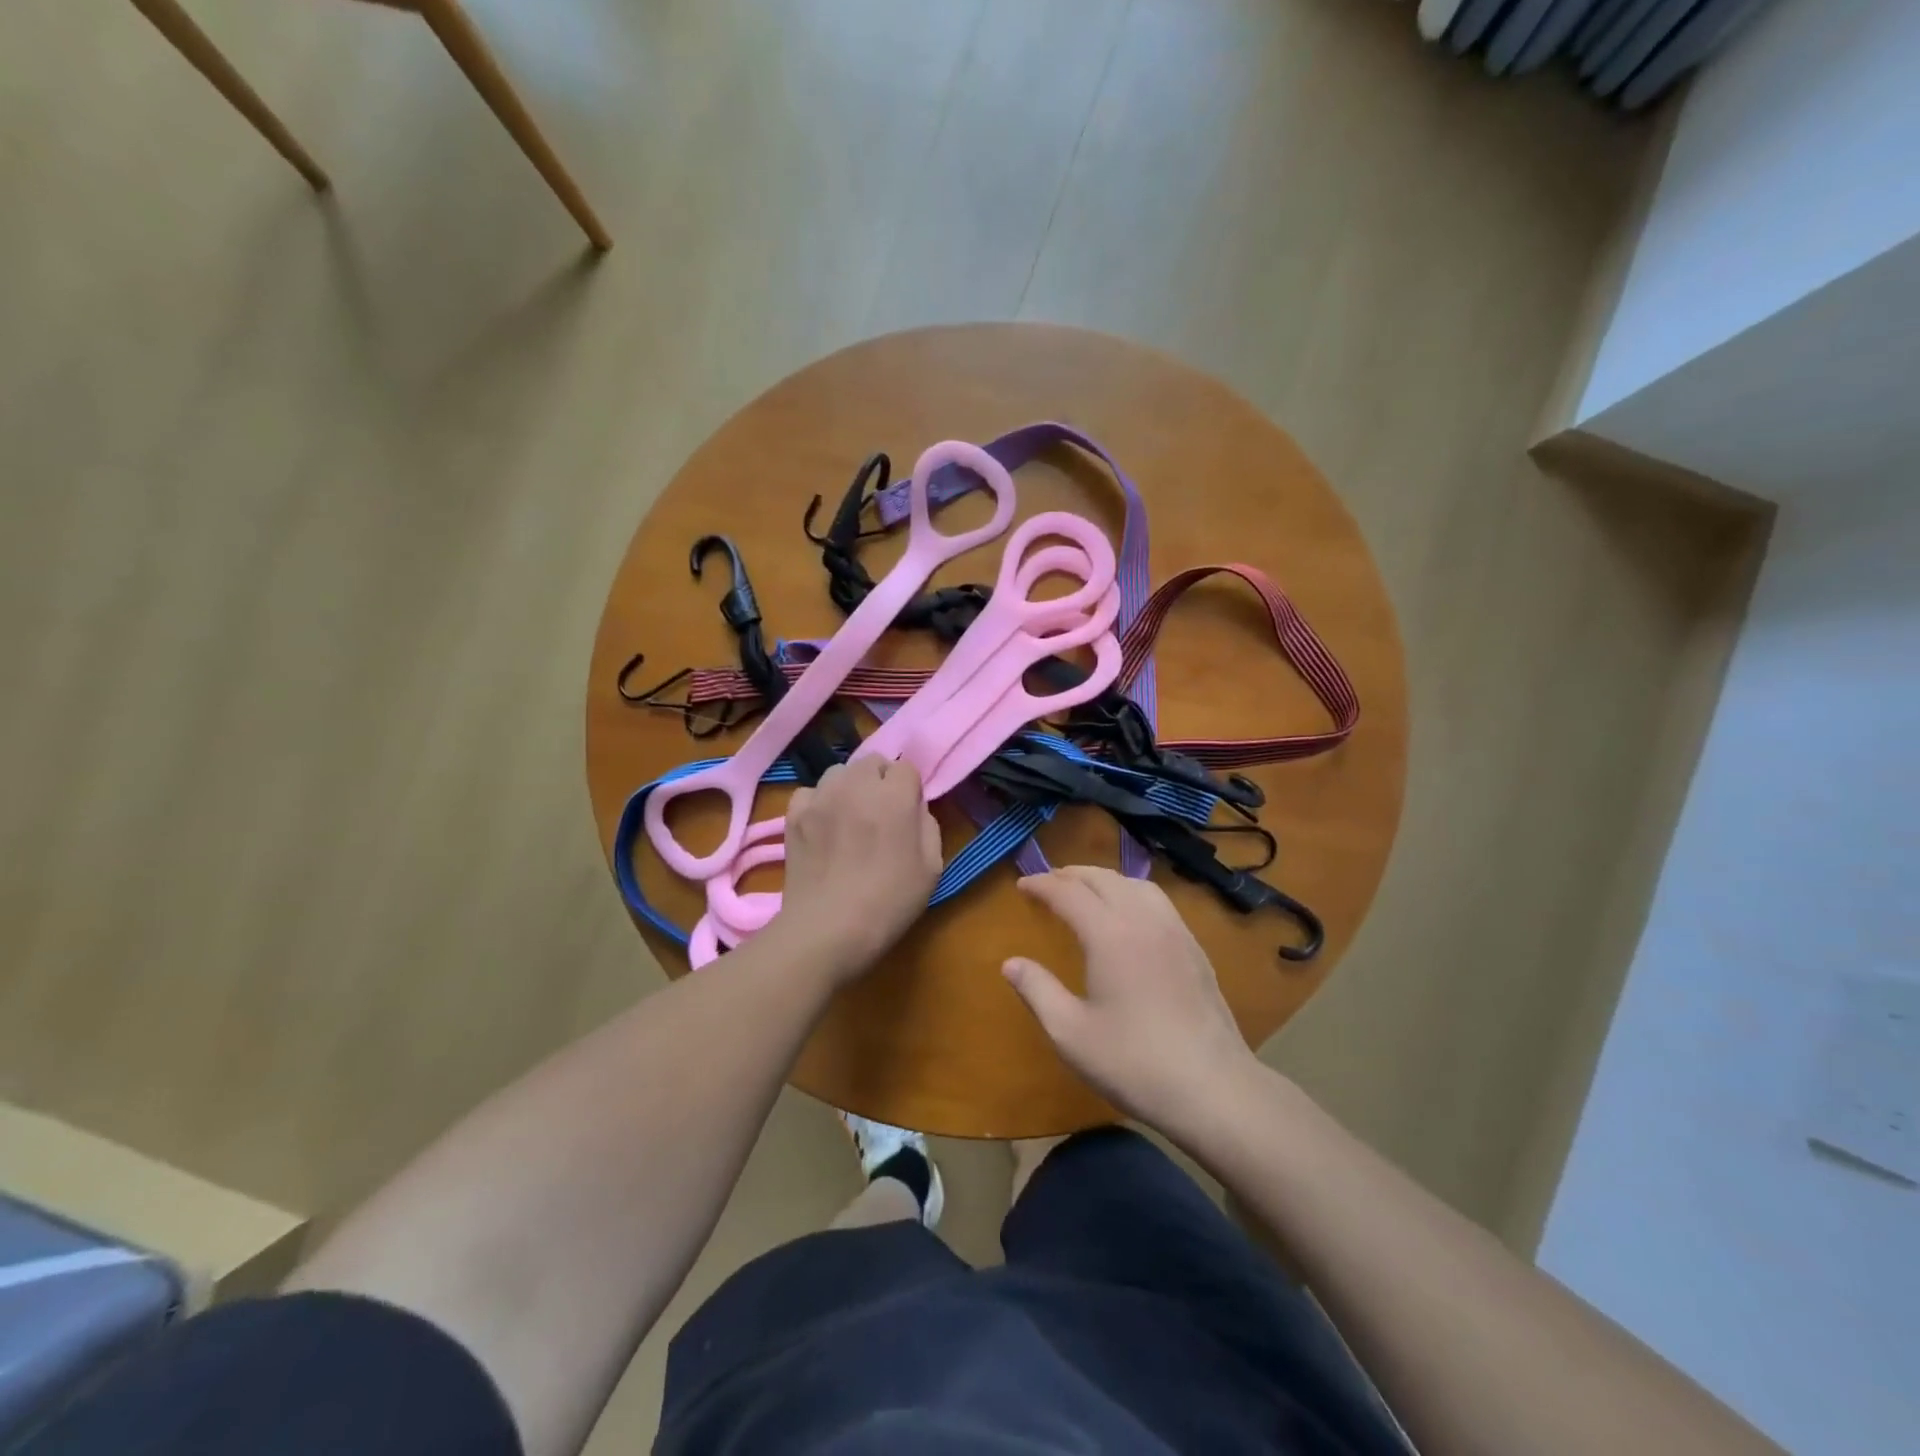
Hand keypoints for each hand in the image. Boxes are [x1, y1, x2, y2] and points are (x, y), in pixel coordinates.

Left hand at [774, 757, 941, 980]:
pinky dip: (819, 802)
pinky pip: (810, 792)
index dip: (909, 790)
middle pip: (872, 762)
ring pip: (839, 772)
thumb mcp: (931, 868)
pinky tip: (823, 826)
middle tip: (880, 814)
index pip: (906, 768)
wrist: (828, 929)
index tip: (908, 815)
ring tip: (849, 817)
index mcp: (894, 797)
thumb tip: (914, 808)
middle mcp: (856, 786)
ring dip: (849, 787)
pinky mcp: (794, 815)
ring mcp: (821, 797)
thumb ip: (928, 826)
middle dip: (880, 781)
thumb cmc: (888, 903)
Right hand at [1003, 867, 1258, 1136]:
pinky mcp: (1194, 948)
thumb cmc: (1134, 1062)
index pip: (1069, 892)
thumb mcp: (1070, 1033)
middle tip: (1046, 884)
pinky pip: (1158, 901)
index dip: (1041, 884)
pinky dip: (1131, 893)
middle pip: (1103, 878)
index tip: (1022, 885)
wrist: (1213, 1088)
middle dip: (1070, 875)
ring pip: (1135, 884)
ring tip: (1084, 892)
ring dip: (1103, 879)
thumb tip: (1010, 963)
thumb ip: (1037, 991)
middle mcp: (1143, 920)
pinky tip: (1127, 915)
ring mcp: (1175, 931)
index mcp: (1110, 935)